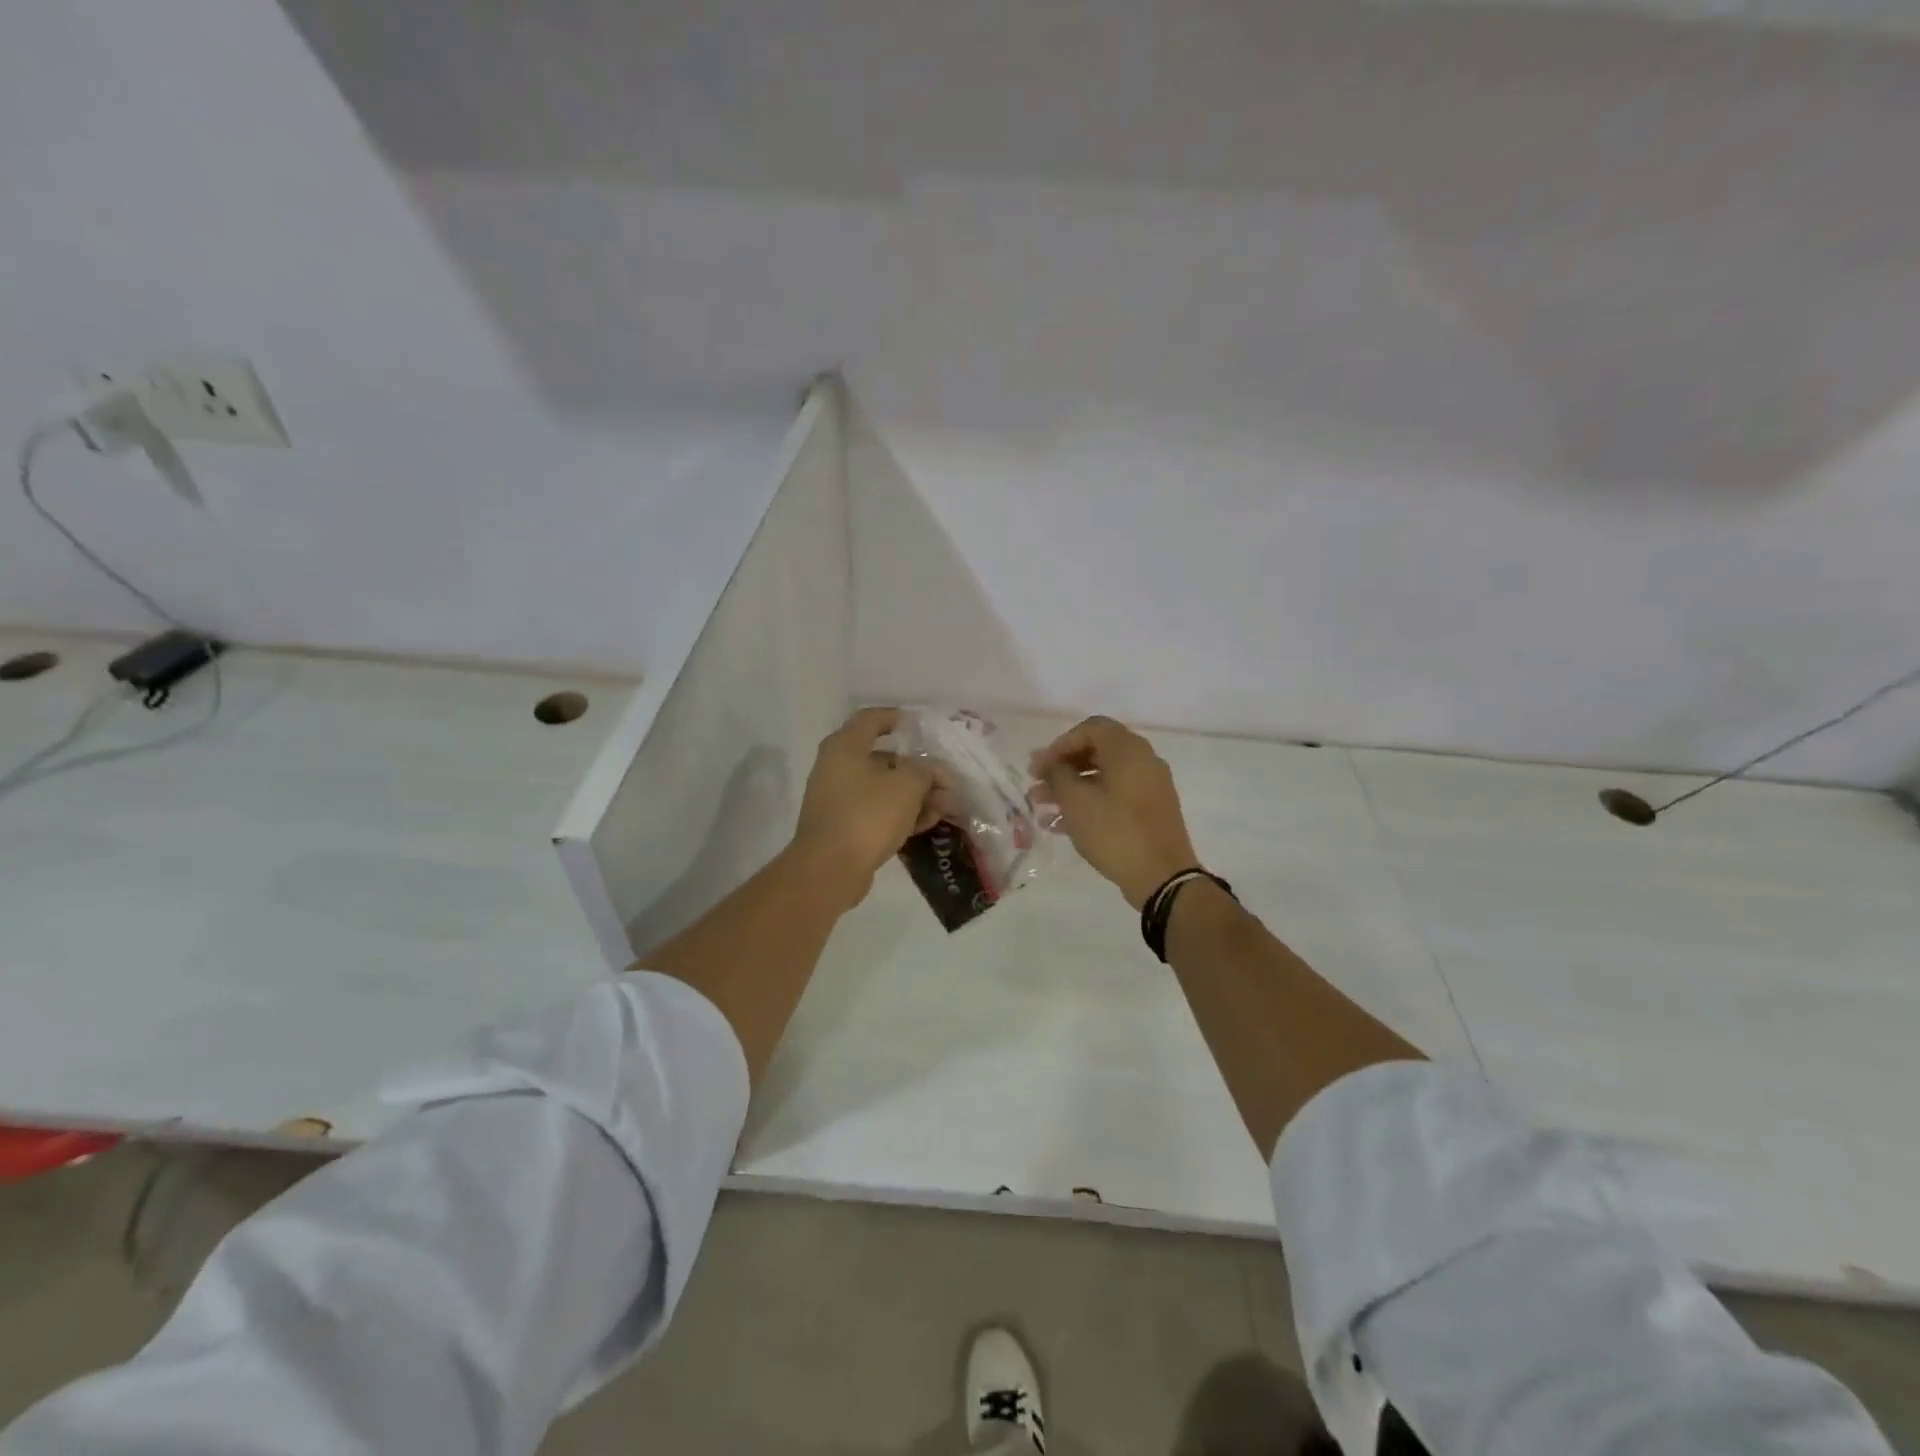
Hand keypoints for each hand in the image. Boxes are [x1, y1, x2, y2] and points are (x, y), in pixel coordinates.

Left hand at [792, 707, 939, 908]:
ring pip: (882, 788)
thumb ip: (926, 771)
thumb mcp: (907, 785)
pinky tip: (925, 825)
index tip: (921, 726)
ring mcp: (837, 798)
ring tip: (943, 808)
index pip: (871, 719)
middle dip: (918, 770)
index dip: (897, 718)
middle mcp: (836, 767)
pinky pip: (876, 811)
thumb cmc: (868, 815)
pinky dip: (899, 814)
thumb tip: (930, 771)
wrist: (829, 869)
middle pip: (883, 758)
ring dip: (914, 795)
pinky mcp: (842, 826)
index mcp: (845, 747)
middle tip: (945, 782)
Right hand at [1031, 715, 1199, 909]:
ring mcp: (1150, 787)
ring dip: (1071, 789)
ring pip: (1103, 777)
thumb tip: (1050, 764)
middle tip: (1036, 787)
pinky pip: (1114, 797)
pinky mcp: (1150, 811)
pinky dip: (1089, 804)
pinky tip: (1061, 826)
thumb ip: (1057, 774)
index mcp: (1128, 749)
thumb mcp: (1077, 801)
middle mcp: (1143, 761)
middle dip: (1062, 769)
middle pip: (1096, 752)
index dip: (1059, 745)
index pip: (1090, 729)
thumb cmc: (1115, 831)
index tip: (1038, 768)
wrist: (1162, 877)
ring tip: (1042, 809)